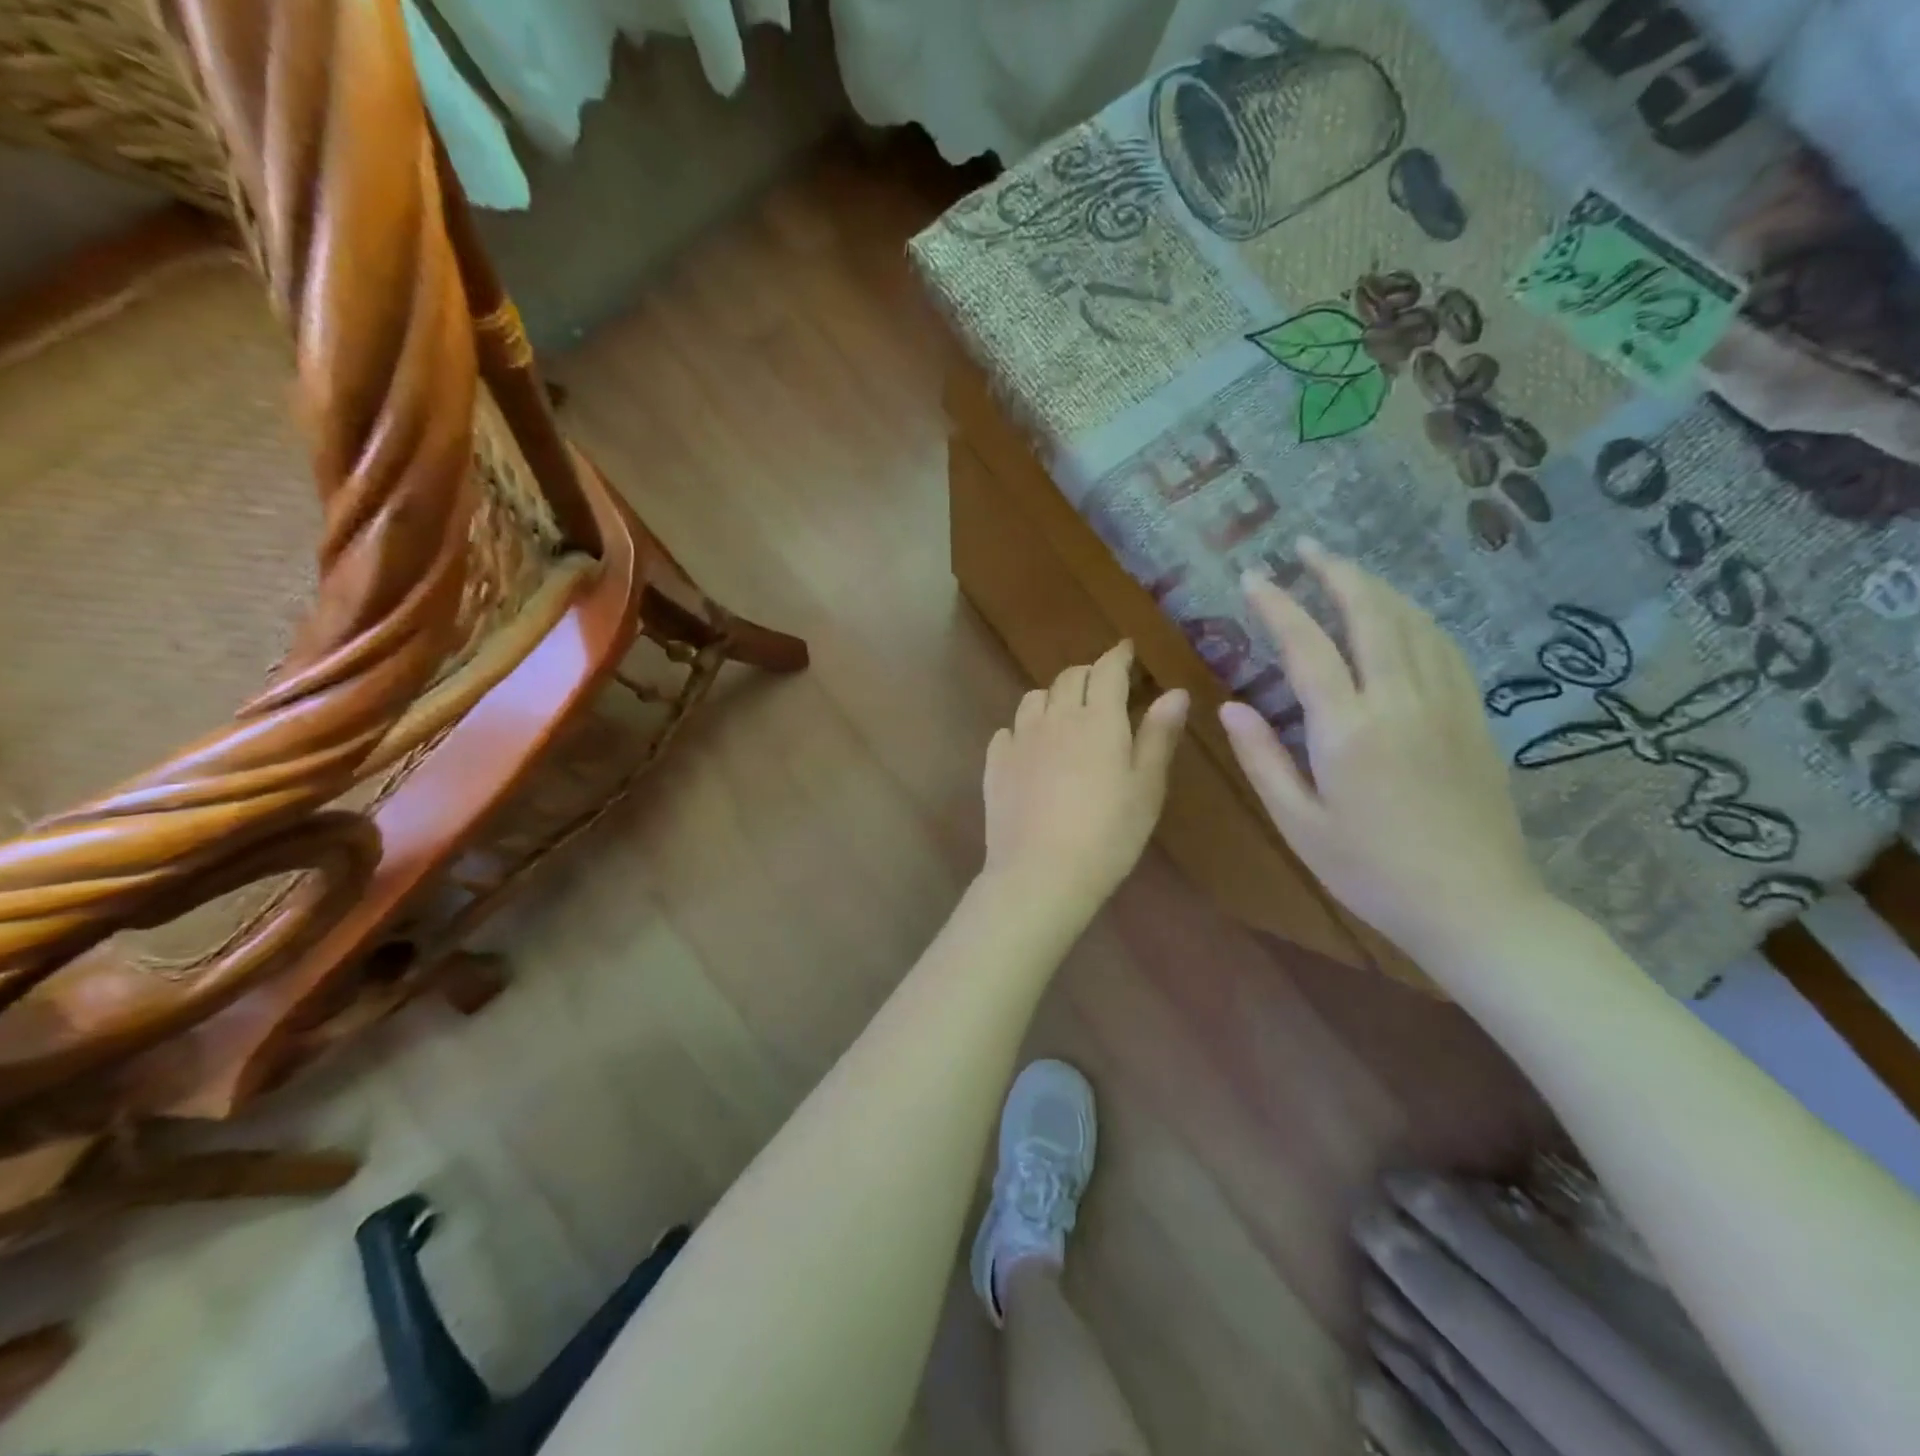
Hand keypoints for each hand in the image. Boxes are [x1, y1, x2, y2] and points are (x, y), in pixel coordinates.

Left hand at [982, 642, 1188, 913]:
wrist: (1041, 872)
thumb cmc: (1108, 834)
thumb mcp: (1147, 788)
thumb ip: (1158, 735)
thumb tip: (1175, 692)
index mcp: (1097, 719)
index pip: (1107, 670)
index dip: (1118, 655)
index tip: (1126, 650)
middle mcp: (1055, 718)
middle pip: (1069, 677)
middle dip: (1088, 674)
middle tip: (1102, 685)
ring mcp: (1020, 739)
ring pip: (1034, 699)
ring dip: (1053, 697)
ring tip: (1065, 715)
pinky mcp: (996, 763)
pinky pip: (1008, 731)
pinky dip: (1023, 729)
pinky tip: (1031, 749)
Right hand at [1218, 539, 1547, 959]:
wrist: (1475, 906)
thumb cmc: (1371, 871)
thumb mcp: (1299, 824)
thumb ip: (1263, 759)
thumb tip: (1229, 707)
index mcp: (1348, 729)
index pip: (1307, 646)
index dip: (1278, 604)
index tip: (1254, 576)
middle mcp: (1399, 701)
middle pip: (1370, 614)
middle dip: (1336, 573)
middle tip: (1307, 548)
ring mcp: (1445, 704)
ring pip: (1412, 623)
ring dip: (1377, 588)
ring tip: (1347, 571)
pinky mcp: (1473, 718)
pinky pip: (1444, 648)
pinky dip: (1416, 619)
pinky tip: (1403, 617)